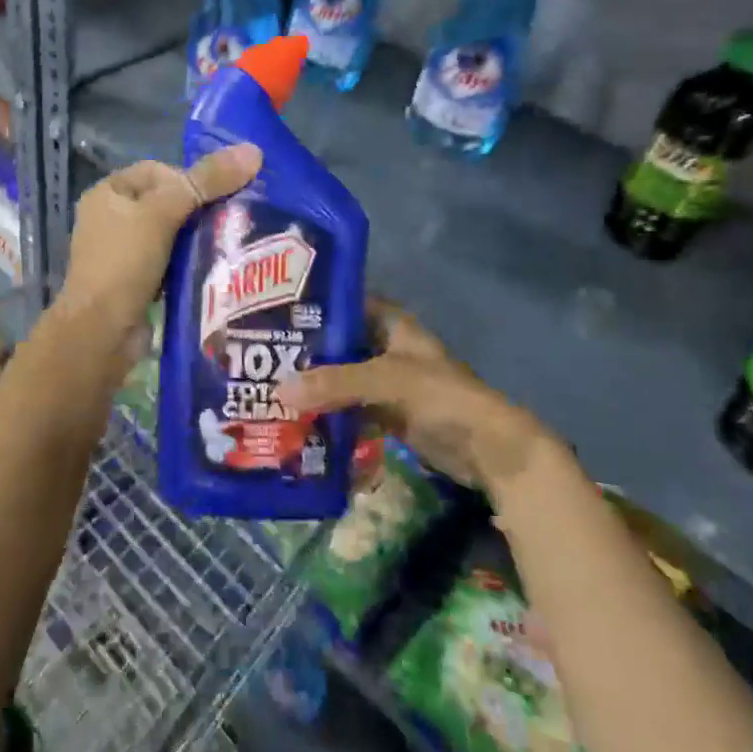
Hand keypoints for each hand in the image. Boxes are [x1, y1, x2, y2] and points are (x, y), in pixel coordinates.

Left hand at [57, 144, 262, 340]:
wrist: (101, 334)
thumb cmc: (125, 263)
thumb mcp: (164, 214)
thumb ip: (206, 182)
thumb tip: (253, 151)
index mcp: (108, 193)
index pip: (158, 170)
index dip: (190, 178)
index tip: (218, 197)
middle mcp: (111, 219)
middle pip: (168, 202)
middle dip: (200, 209)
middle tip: (235, 219)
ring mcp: (122, 253)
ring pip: (172, 234)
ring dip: (199, 238)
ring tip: (231, 243)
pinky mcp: (136, 282)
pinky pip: (171, 262)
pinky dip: (190, 263)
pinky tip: (215, 269)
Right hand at [276, 300, 552, 496]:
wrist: (489, 450)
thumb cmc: (442, 398)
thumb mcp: (385, 381)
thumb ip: (334, 383)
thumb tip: (279, 390)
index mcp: (392, 324)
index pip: (348, 301)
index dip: (316, 302)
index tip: (275, 308)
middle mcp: (388, 348)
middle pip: (340, 342)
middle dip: (307, 350)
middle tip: (263, 353)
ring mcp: (389, 384)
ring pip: (343, 378)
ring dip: (315, 385)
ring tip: (270, 387)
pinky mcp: (390, 415)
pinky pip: (351, 409)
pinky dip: (330, 414)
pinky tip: (298, 419)